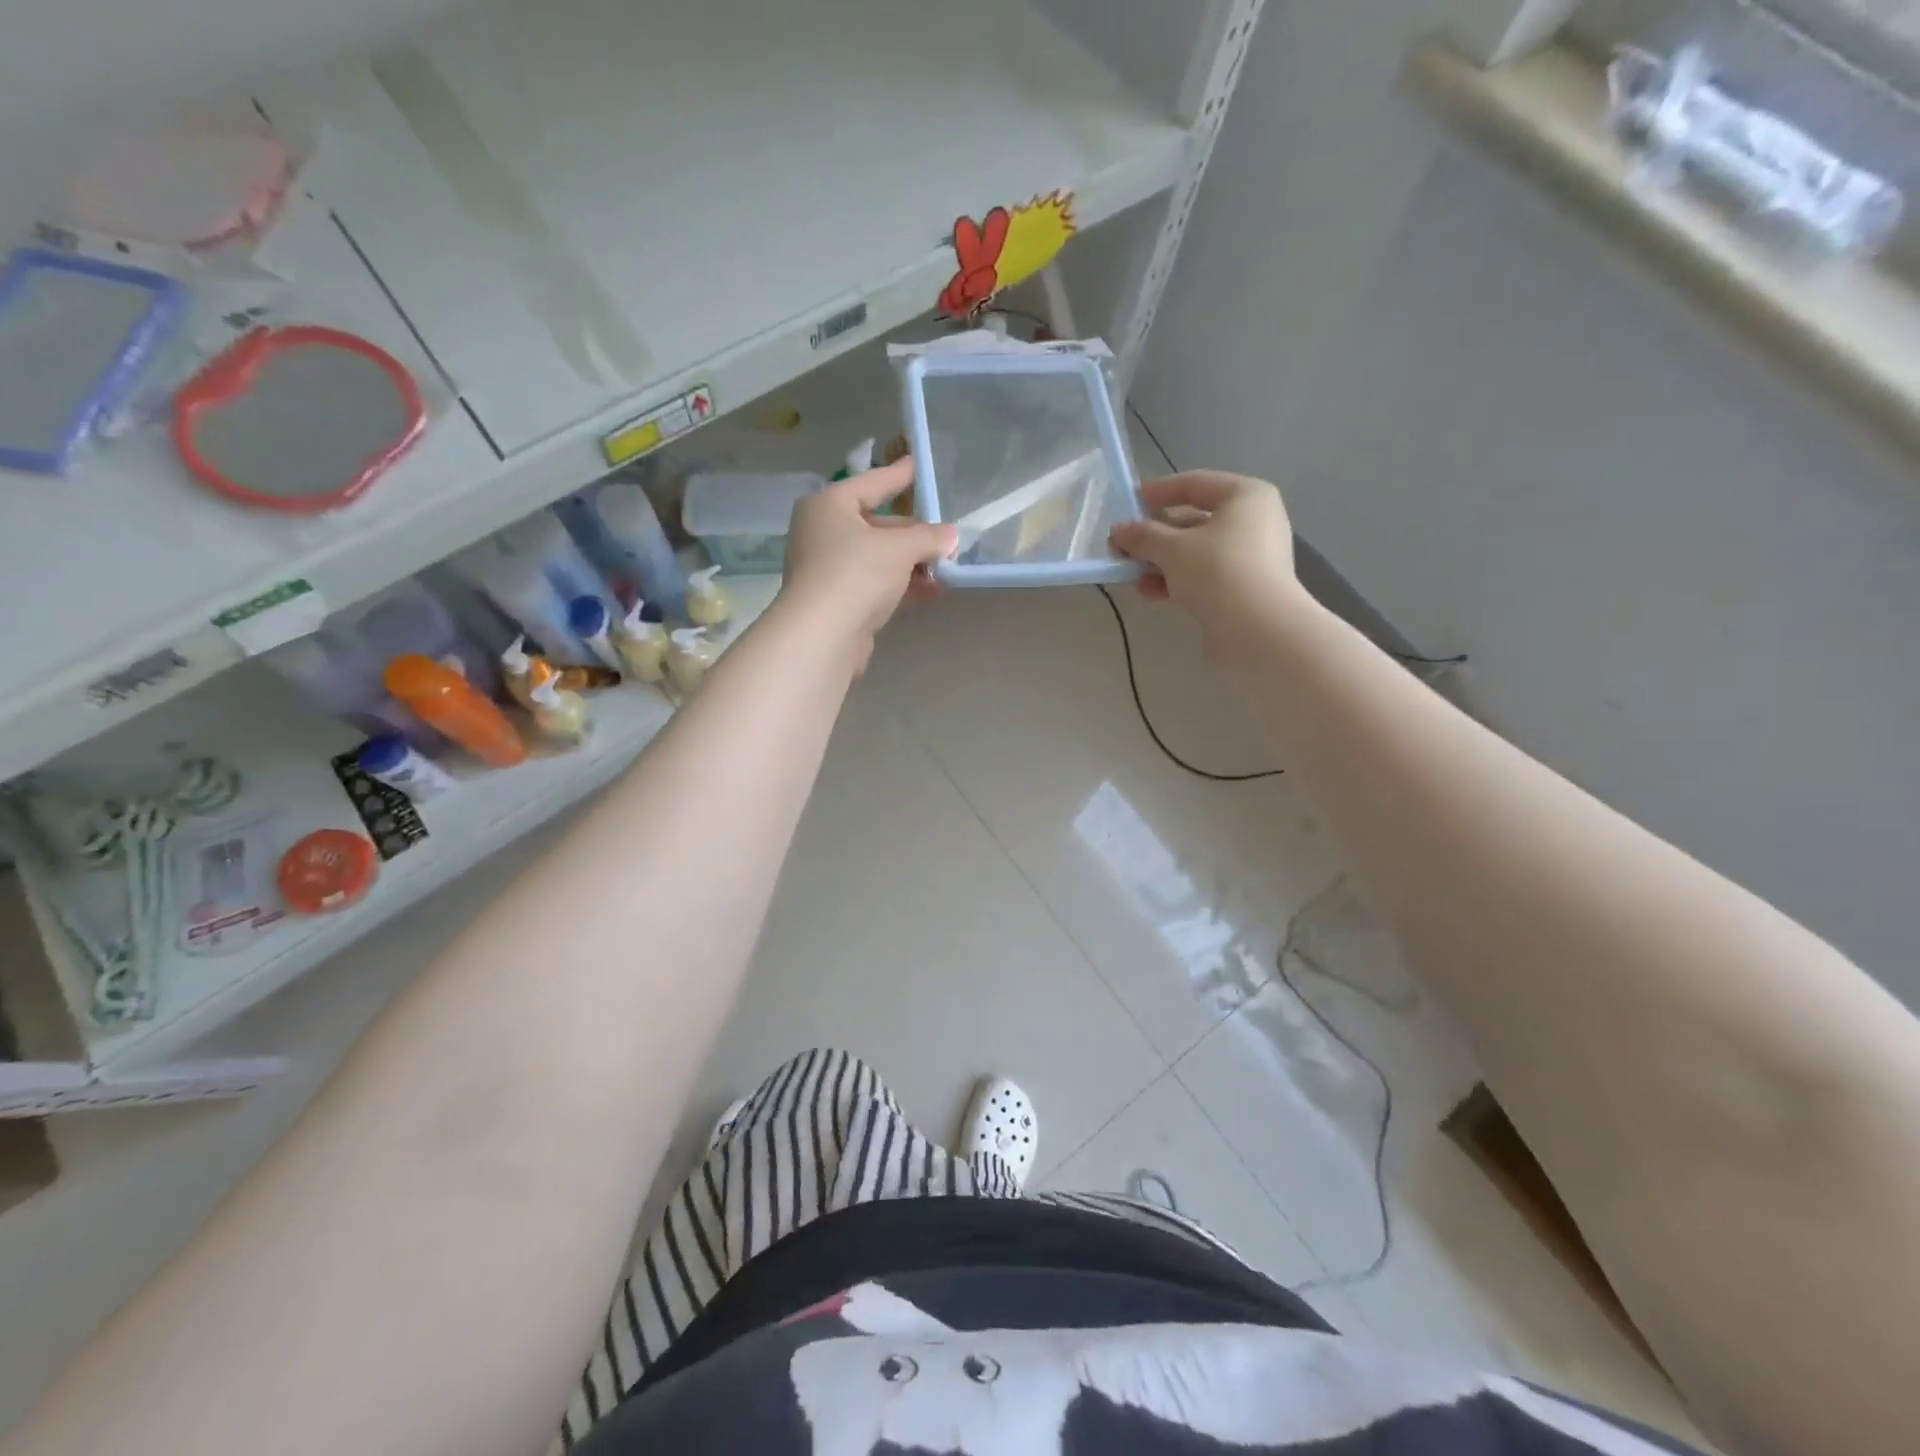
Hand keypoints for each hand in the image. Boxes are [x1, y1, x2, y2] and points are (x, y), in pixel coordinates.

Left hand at [779, 459, 956, 662]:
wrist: (823, 636)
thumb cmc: (857, 574)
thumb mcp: (900, 548)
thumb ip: (928, 537)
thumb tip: (950, 535)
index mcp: (829, 505)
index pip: (872, 483)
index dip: (898, 475)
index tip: (917, 464)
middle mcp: (823, 531)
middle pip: (877, 524)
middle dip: (914, 532)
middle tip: (946, 535)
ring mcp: (827, 567)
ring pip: (878, 556)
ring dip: (912, 562)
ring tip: (947, 566)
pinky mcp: (837, 599)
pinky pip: (875, 582)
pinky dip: (900, 584)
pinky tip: (931, 590)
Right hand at [1109, 472, 1305, 644]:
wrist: (1257, 630)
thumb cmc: (1217, 570)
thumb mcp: (1171, 548)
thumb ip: (1142, 536)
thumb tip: (1118, 531)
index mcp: (1244, 496)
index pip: (1194, 483)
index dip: (1157, 492)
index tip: (1127, 504)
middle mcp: (1253, 521)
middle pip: (1193, 521)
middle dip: (1154, 536)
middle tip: (1122, 548)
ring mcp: (1250, 557)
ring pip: (1195, 552)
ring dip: (1160, 562)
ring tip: (1131, 575)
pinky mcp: (1243, 588)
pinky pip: (1203, 576)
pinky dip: (1177, 581)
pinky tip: (1151, 593)